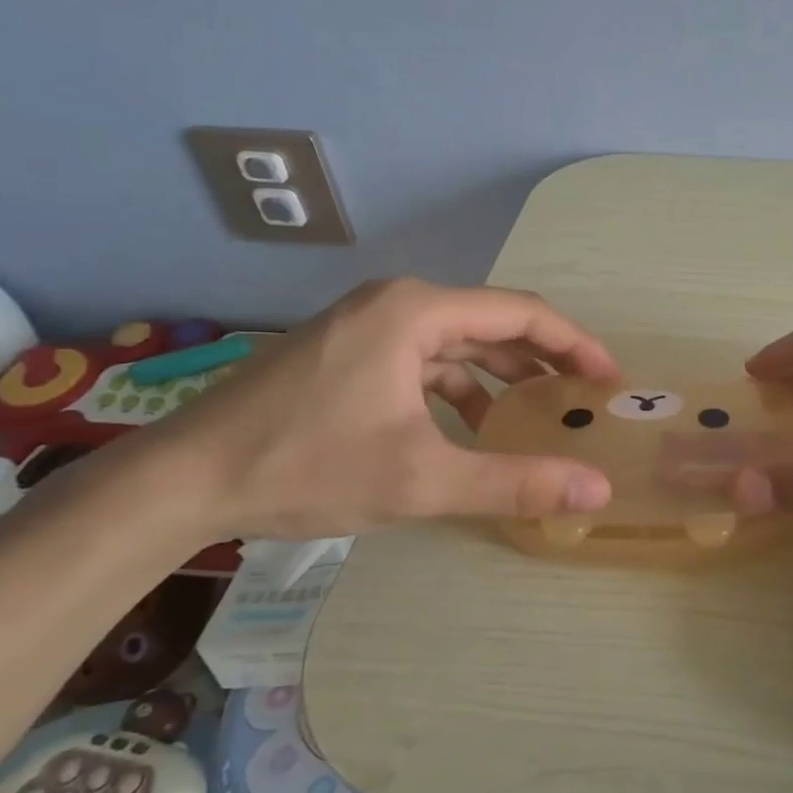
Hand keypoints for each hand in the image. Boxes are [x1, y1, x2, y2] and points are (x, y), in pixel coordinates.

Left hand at [142, 278, 619, 540]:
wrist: (181, 480)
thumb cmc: (306, 466)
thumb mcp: (421, 479)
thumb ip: (515, 481)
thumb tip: (598, 489)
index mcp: (416, 311)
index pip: (522, 312)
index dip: (576, 344)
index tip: (610, 379)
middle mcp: (394, 303)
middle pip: (492, 322)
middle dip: (543, 359)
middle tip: (584, 397)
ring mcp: (365, 325)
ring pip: (458, 342)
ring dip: (502, 376)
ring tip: (538, 415)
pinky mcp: (347, 352)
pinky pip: (424, 360)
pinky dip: (459, 388)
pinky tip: (471, 427)